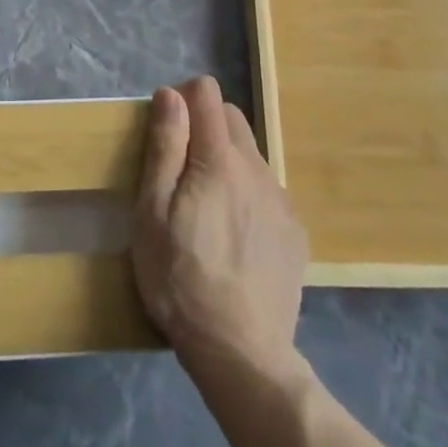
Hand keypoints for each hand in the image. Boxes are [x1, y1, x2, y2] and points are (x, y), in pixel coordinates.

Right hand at [132, 77, 307, 372]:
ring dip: (226, 160)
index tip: (166, 129)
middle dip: (204, 125)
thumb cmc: (180, 278)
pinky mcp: (294, 232)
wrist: (241, 352)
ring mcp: (281, 200)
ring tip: (205, 207)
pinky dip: (246, 193)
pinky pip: (266, 190)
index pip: (207, 93)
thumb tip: (171, 94)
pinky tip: (232, 235)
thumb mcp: (153, 211)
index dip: (183, 99)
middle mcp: (257, 168)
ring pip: (250, 154)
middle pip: (232, 117)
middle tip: (179, 169)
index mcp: (219, 159)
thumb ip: (165, 147)